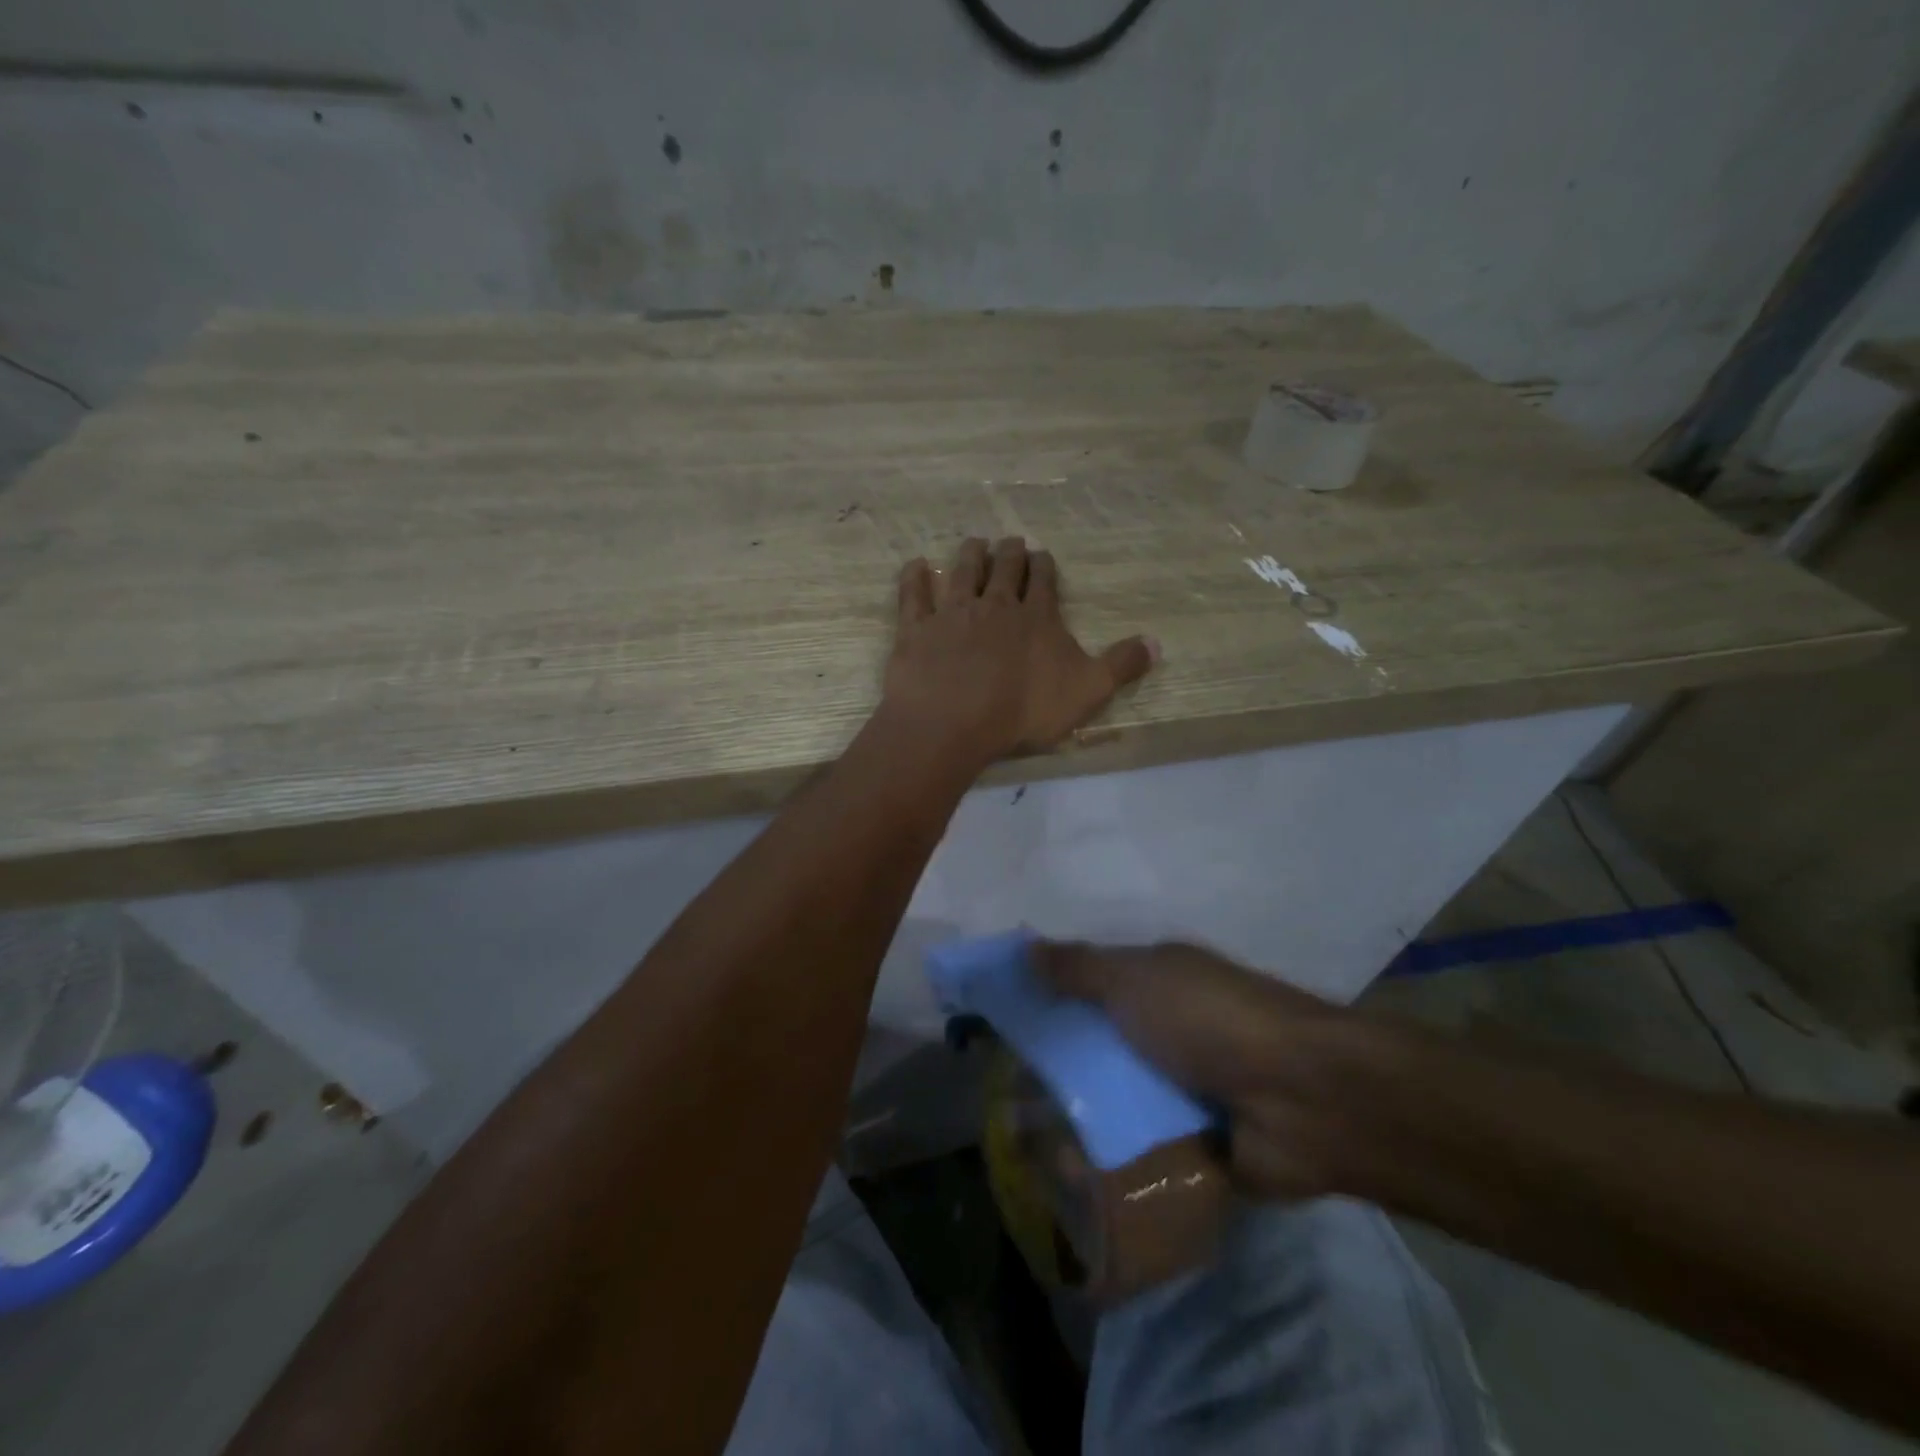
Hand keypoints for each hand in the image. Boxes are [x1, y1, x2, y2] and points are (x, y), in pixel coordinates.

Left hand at [884, 537, 1156, 764]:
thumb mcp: (1087, 692)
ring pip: (963, 573)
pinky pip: (914, 596)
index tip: (1042, 555)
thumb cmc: (1024, 709)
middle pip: (1003, 570)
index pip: (1043, 581)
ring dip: (970, 555)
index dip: (1044, 566)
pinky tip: (916, 565)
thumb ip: (1120, 666)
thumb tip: (1157, 643)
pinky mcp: (917, 630)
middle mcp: (994, 606)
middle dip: (1010, 554)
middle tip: (1011, 542)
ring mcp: (952, 614)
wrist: (954, 720)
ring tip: (975, 542)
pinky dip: (914, 578)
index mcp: (1036, 618)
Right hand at [1035, 940, 1370, 1199]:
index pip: (1090, 986)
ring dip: (1082, 1122)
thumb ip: (1079, 967)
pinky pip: (1143, 1151)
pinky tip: (1070, 1181)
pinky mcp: (1199, 1145)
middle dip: (1059, 1069)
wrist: (1304, 1099)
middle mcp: (1170, 1031)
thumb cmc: (1210, 1020)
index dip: (1049, 999)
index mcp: (1159, 982)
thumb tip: (1025, 946)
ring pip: (1117, 1102)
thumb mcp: (1135, 980)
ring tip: (1028, 1148)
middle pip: (1100, 1047)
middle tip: (1005, 1097)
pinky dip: (1115, 1163)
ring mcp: (1185, 1089)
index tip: (1003, 1024)